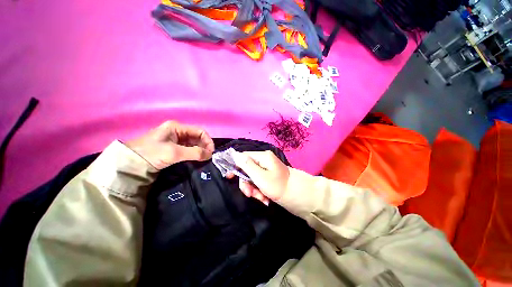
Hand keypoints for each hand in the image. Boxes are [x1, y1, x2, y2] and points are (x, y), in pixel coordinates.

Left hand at [126, 121, 214, 169]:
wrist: (129, 164)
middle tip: (207, 157)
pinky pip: (188, 149)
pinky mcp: (172, 147)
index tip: (211, 152)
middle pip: (197, 137)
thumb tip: (210, 155)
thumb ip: (194, 153)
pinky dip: (193, 153)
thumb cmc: (151, 153)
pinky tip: (195, 159)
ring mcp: (175, 139)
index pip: (200, 131)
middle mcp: (178, 131)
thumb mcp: (174, 152)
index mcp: (177, 127)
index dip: (208, 141)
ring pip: (193, 143)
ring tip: (203, 159)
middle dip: (204, 146)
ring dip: (199, 150)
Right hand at [228, 151, 289, 205]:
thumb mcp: (260, 177)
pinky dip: (259, 191)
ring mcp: (266, 169)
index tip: (229, 177)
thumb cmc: (278, 186)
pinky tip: (265, 199)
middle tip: (250, 194)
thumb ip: (247, 166)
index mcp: (263, 157)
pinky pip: (258, 182)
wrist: (297, 196)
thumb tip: (235, 155)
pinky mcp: (268, 176)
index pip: (243, 156)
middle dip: (247, 183)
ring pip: (252, 178)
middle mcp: (264, 160)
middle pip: (247, 169)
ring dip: (253, 190)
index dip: (235, 166)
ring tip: (261, 198)